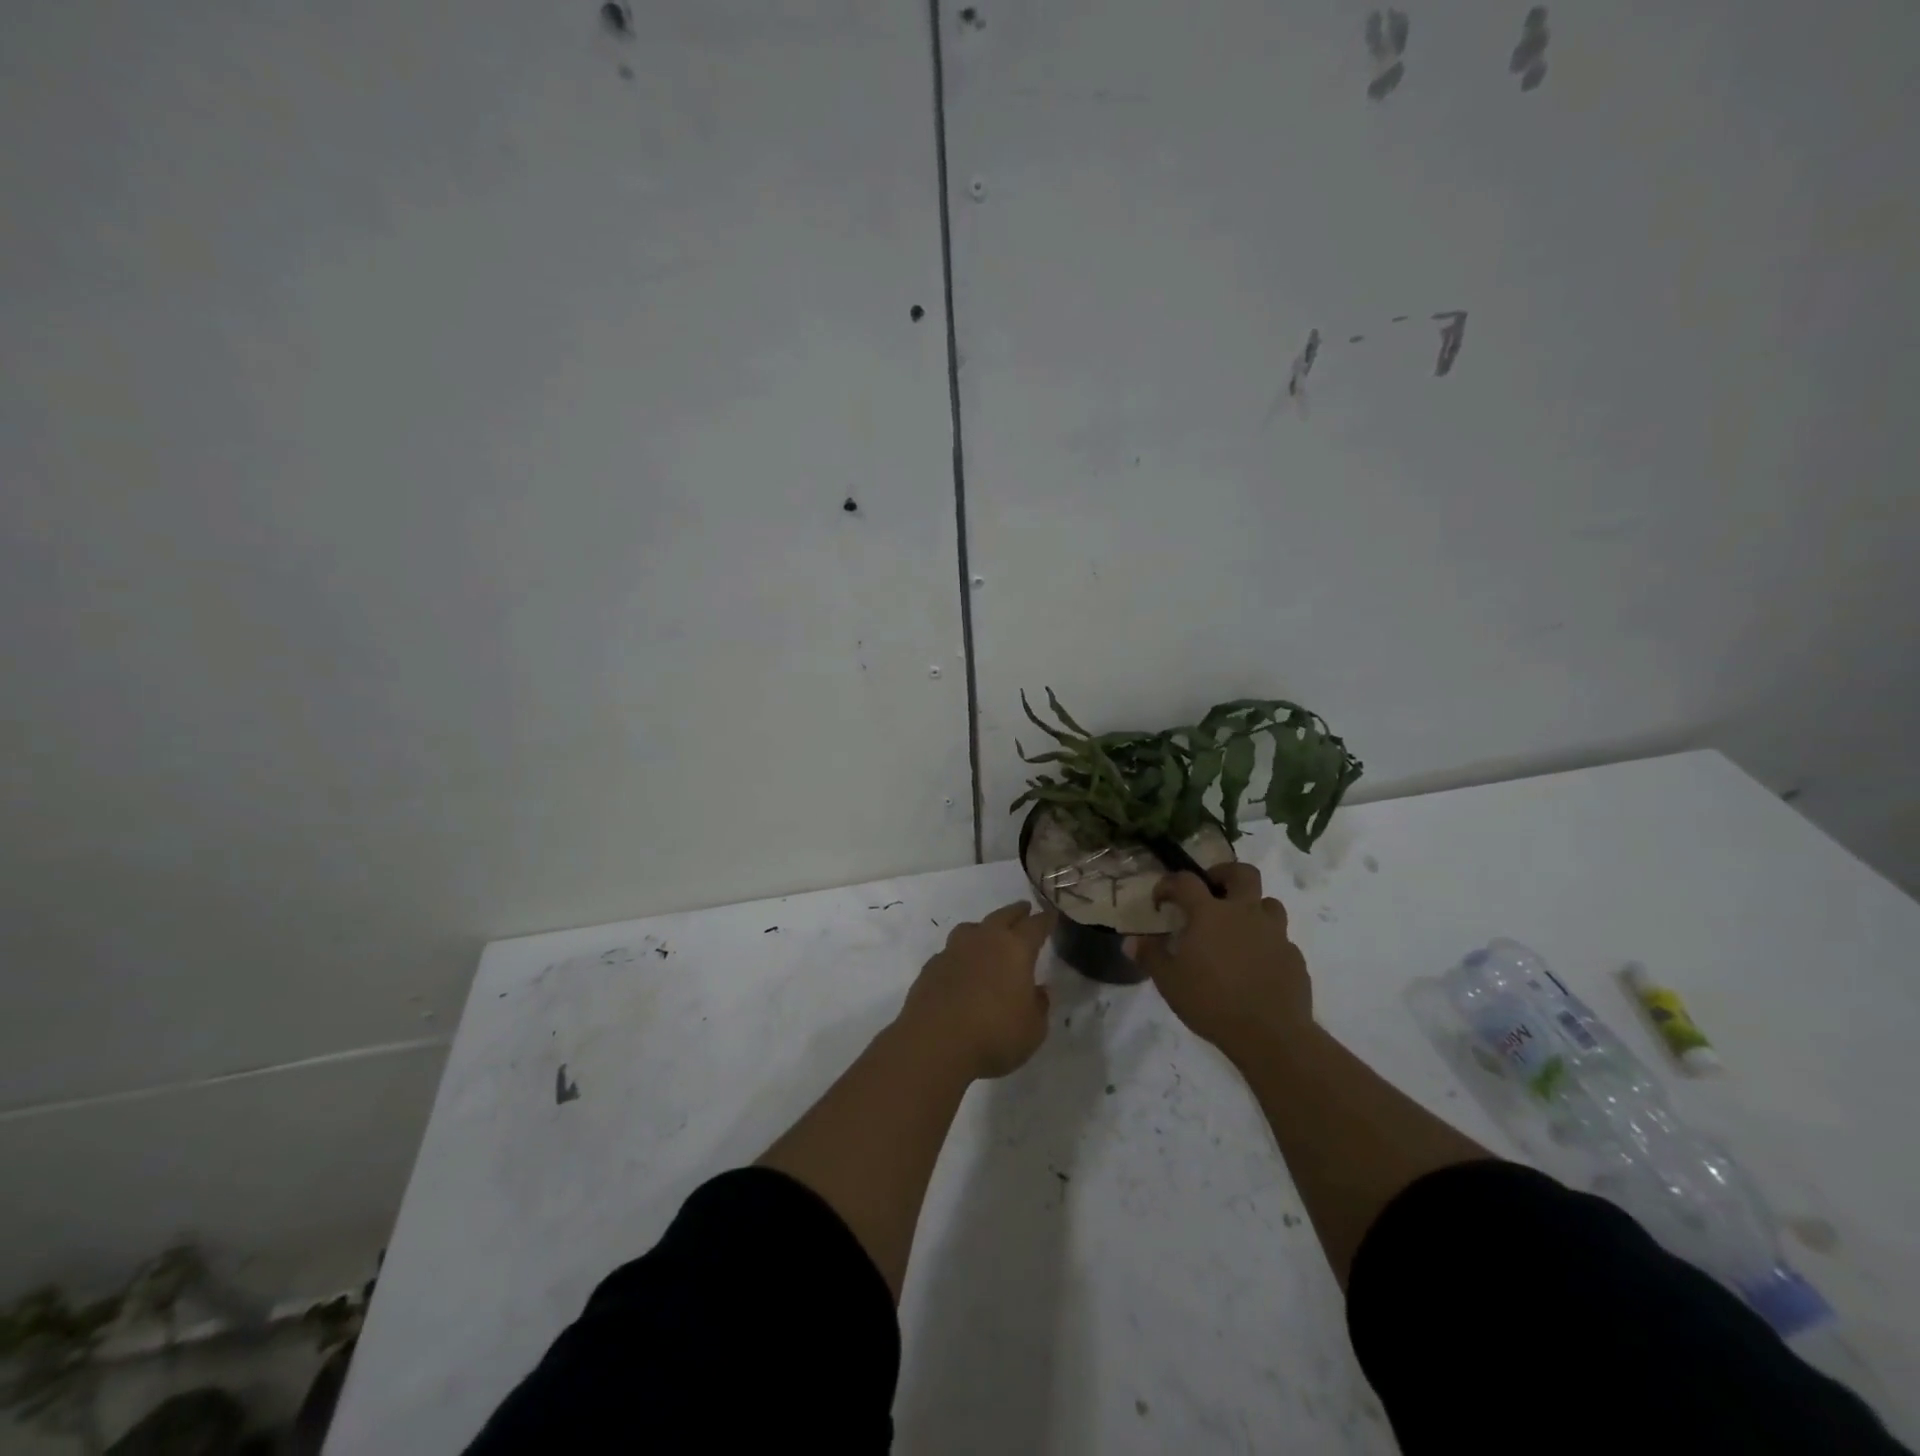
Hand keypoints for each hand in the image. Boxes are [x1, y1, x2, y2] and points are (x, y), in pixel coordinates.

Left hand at [897, 901, 1055, 1079]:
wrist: (934, 1042)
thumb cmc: (994, 1035)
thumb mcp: (1033, 1029)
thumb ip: (1039, 1006)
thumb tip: (1038, 991)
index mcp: (1015, 949)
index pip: (1035, 926)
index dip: (1045, 920)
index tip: (1051, 914)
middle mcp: (984, 940)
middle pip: (1003, 916)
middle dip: (1016, 912)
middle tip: (1024, 909)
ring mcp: (954, 950)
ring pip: (972, 928)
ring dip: (984, 928)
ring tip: (989, 934)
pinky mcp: (932, 966)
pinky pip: (951, 951)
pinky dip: (961, 954)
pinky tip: (962, 967)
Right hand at [1134, 863, 1312, 1064]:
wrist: (1271, 1035)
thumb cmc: (1212, 1002)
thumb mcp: (1169, 982)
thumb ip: (1150, 956)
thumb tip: (1131, 941)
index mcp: (1210, 913)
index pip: (1186, 881)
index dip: (1169, 884)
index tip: (1161, 900)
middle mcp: (1245, 913)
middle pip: (1243, 873)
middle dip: (1225, 874)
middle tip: (1212, 891)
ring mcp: (1275, 933)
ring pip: (1269, 903)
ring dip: (1253, 908)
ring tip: (1238, 928)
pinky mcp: (1294, 957)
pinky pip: (1281, 939)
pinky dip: (1267, 943)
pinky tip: (1257, 964)